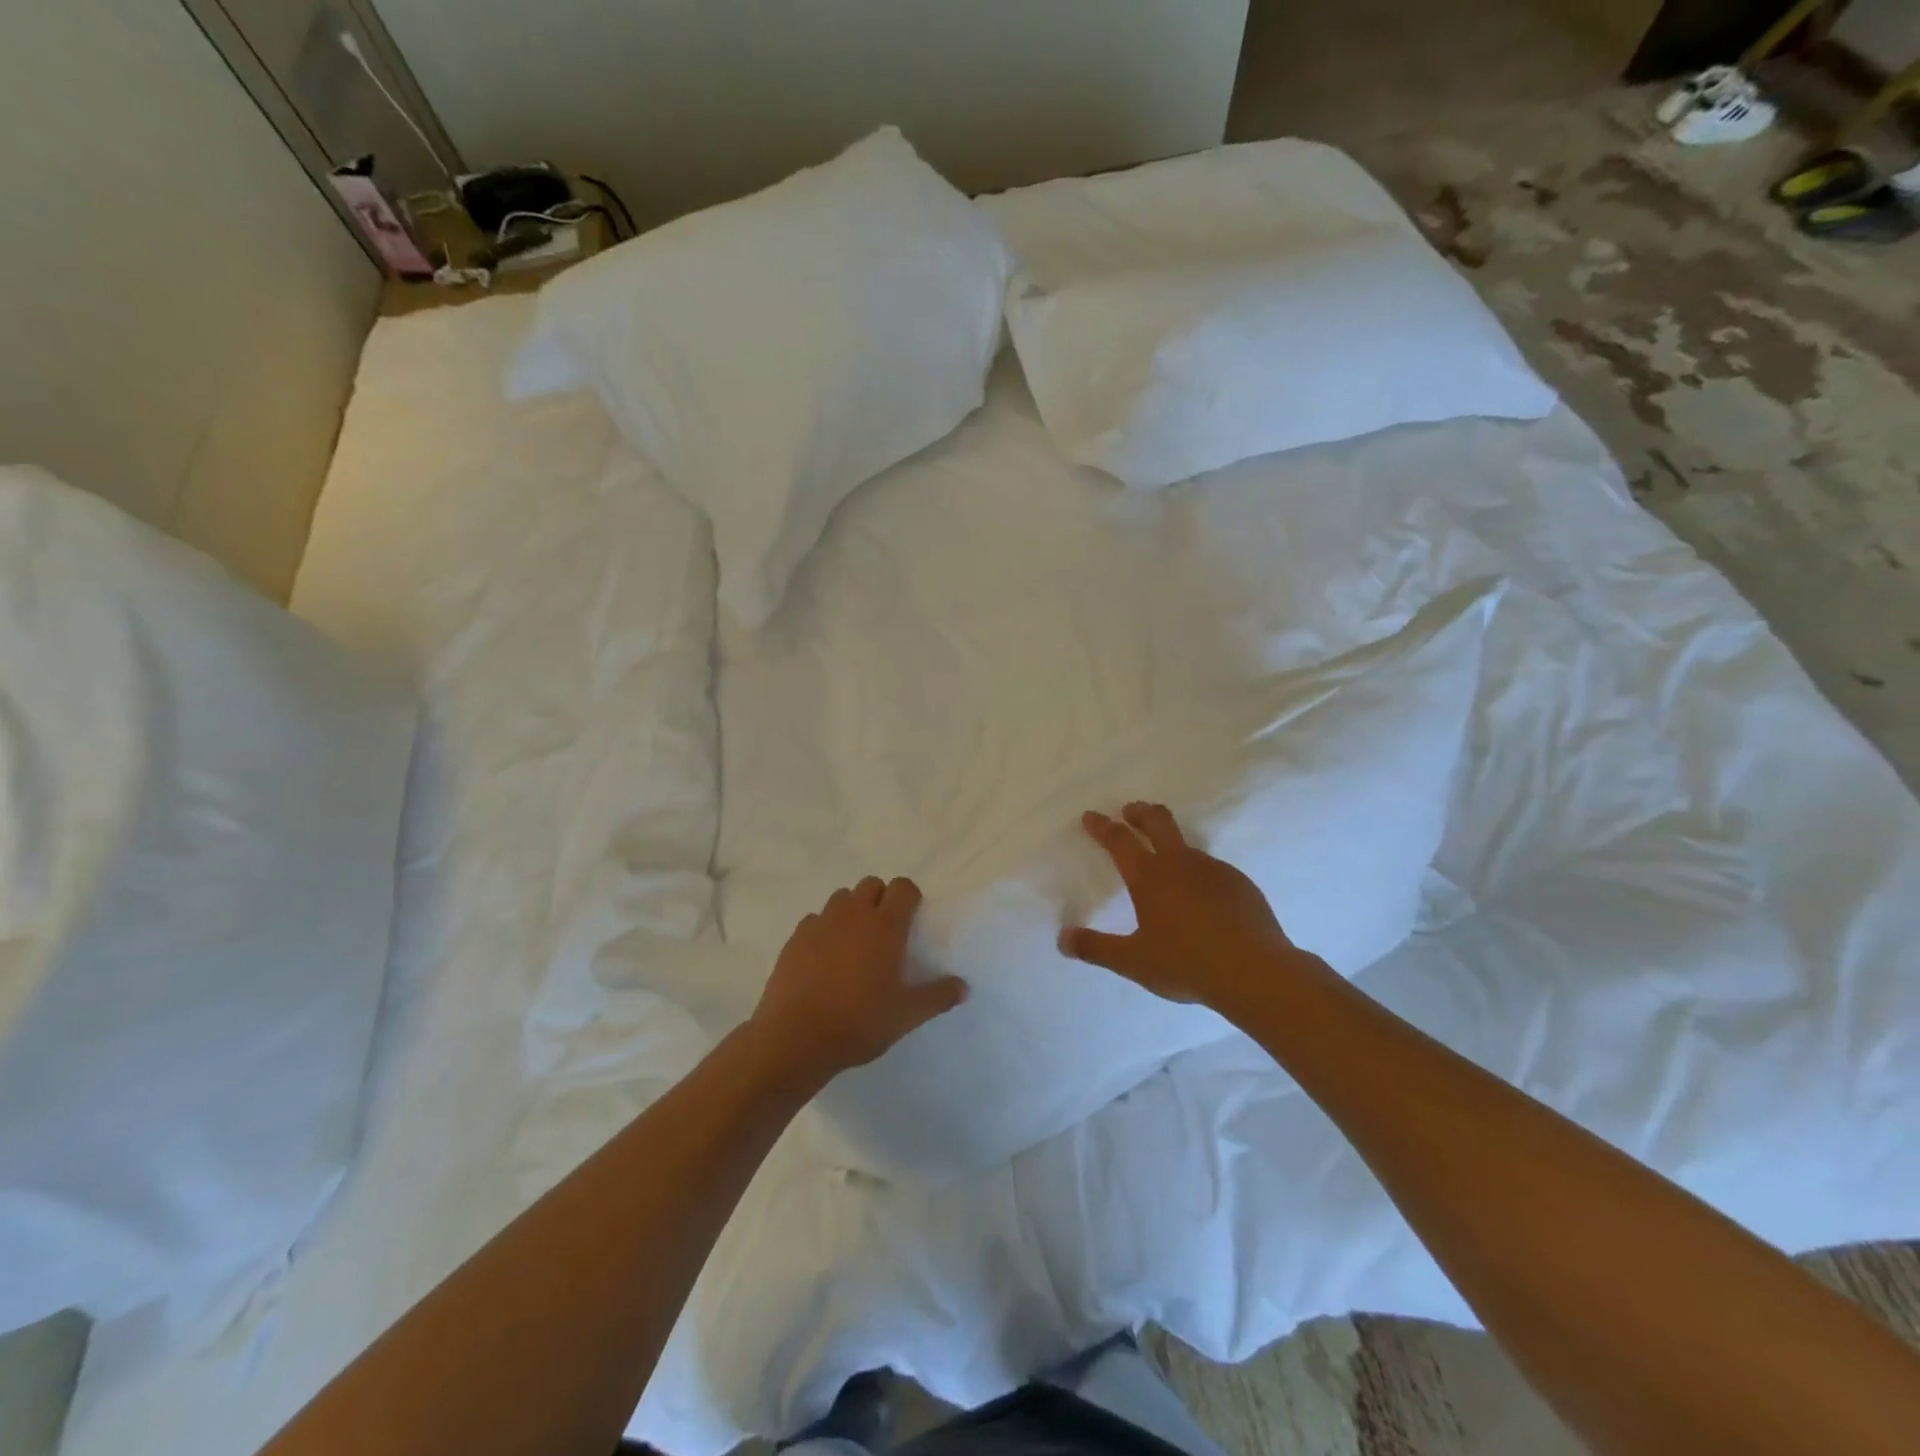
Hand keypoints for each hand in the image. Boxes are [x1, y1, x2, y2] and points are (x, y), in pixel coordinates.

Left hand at [749, 877, 967, 1086]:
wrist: (795, 1038)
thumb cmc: (858, 1022)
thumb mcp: (906, 1016)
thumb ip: (938, 997)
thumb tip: (964, 986)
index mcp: (885, 926)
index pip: (903, 887)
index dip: (910, 897)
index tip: (912, 920)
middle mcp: (853, 915)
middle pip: (871, 884)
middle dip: (881, 899)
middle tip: (885, 932)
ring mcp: (821, 923)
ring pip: (841, 898)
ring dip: (852, 910)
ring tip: (854, 942)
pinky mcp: (796, 938)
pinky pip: (815, 919)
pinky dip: (824, 929)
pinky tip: (824, 958)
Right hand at [1060, 802, 1318, 1010]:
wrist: (1255, 972)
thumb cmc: (1186, 964)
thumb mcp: (1133, 961)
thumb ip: (1096, 948)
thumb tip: (1062, 939)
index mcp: (1149, 877)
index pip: (1119, 840)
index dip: (1102, 826)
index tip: (1091, 816)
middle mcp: (1180, 863)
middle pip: (1157, 821)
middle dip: (1139, 812)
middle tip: (1130, 810)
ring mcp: (1214, 869)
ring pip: (1186, 844)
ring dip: (1170, 841)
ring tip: (1165, 858)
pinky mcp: (1240, 883)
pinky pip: (1211, 868)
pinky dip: (1197, 871)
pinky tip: (1201, 895)